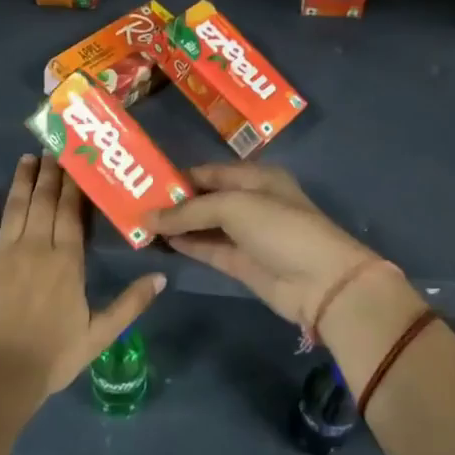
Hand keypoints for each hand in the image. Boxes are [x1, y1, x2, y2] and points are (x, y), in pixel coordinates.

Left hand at [0, 154, 166, 406]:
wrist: (0, 376)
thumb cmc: (54, 356)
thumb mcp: (100, 333)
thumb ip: (131, 303)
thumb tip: (162, 277)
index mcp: (67, 261)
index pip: (72, 212)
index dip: (75, 184)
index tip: (78, 161)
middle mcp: (36, 247)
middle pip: (44, 202)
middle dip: (50, 173)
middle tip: (54, 149)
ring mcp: (4, 253)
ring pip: (15, 207)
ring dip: (21, 180)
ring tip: (27, 158)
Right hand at [151, 162, 379, 328]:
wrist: (321, 281)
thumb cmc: (280, 228)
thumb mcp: (234, 207)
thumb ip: (189, 211)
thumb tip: (149, 217)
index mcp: (255, 177)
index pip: (208, 172)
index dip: (178, 177)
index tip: (144, 183)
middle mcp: (250, 202)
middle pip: (204, 198)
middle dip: (173, 202)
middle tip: (134, 205)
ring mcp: (245, 234)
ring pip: (202, 225)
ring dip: (175, 225)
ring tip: (139, 224)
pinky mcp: (240, 262)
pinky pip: (207, 248)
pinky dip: (185, 244)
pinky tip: (159, 241)